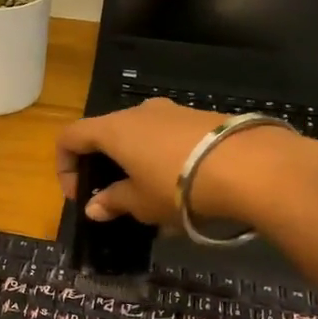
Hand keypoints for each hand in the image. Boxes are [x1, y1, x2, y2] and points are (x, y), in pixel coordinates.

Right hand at [55, 98, 313, 226]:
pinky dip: (162, 157)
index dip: (64, 166)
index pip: (70, 137)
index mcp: (114, 129)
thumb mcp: (141, 203)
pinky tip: (182, 185)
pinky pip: (168, 137)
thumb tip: (93, 207)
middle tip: (113, 196)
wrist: (253, 167)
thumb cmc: (179, 186)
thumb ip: (113, 202)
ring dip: (135, 161)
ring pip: (139, 134)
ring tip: (151, 195)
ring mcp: (172, 111)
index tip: (79, 195)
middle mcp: (138, 112)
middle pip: (105, 133)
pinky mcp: (201, 118)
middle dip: (102, 165)